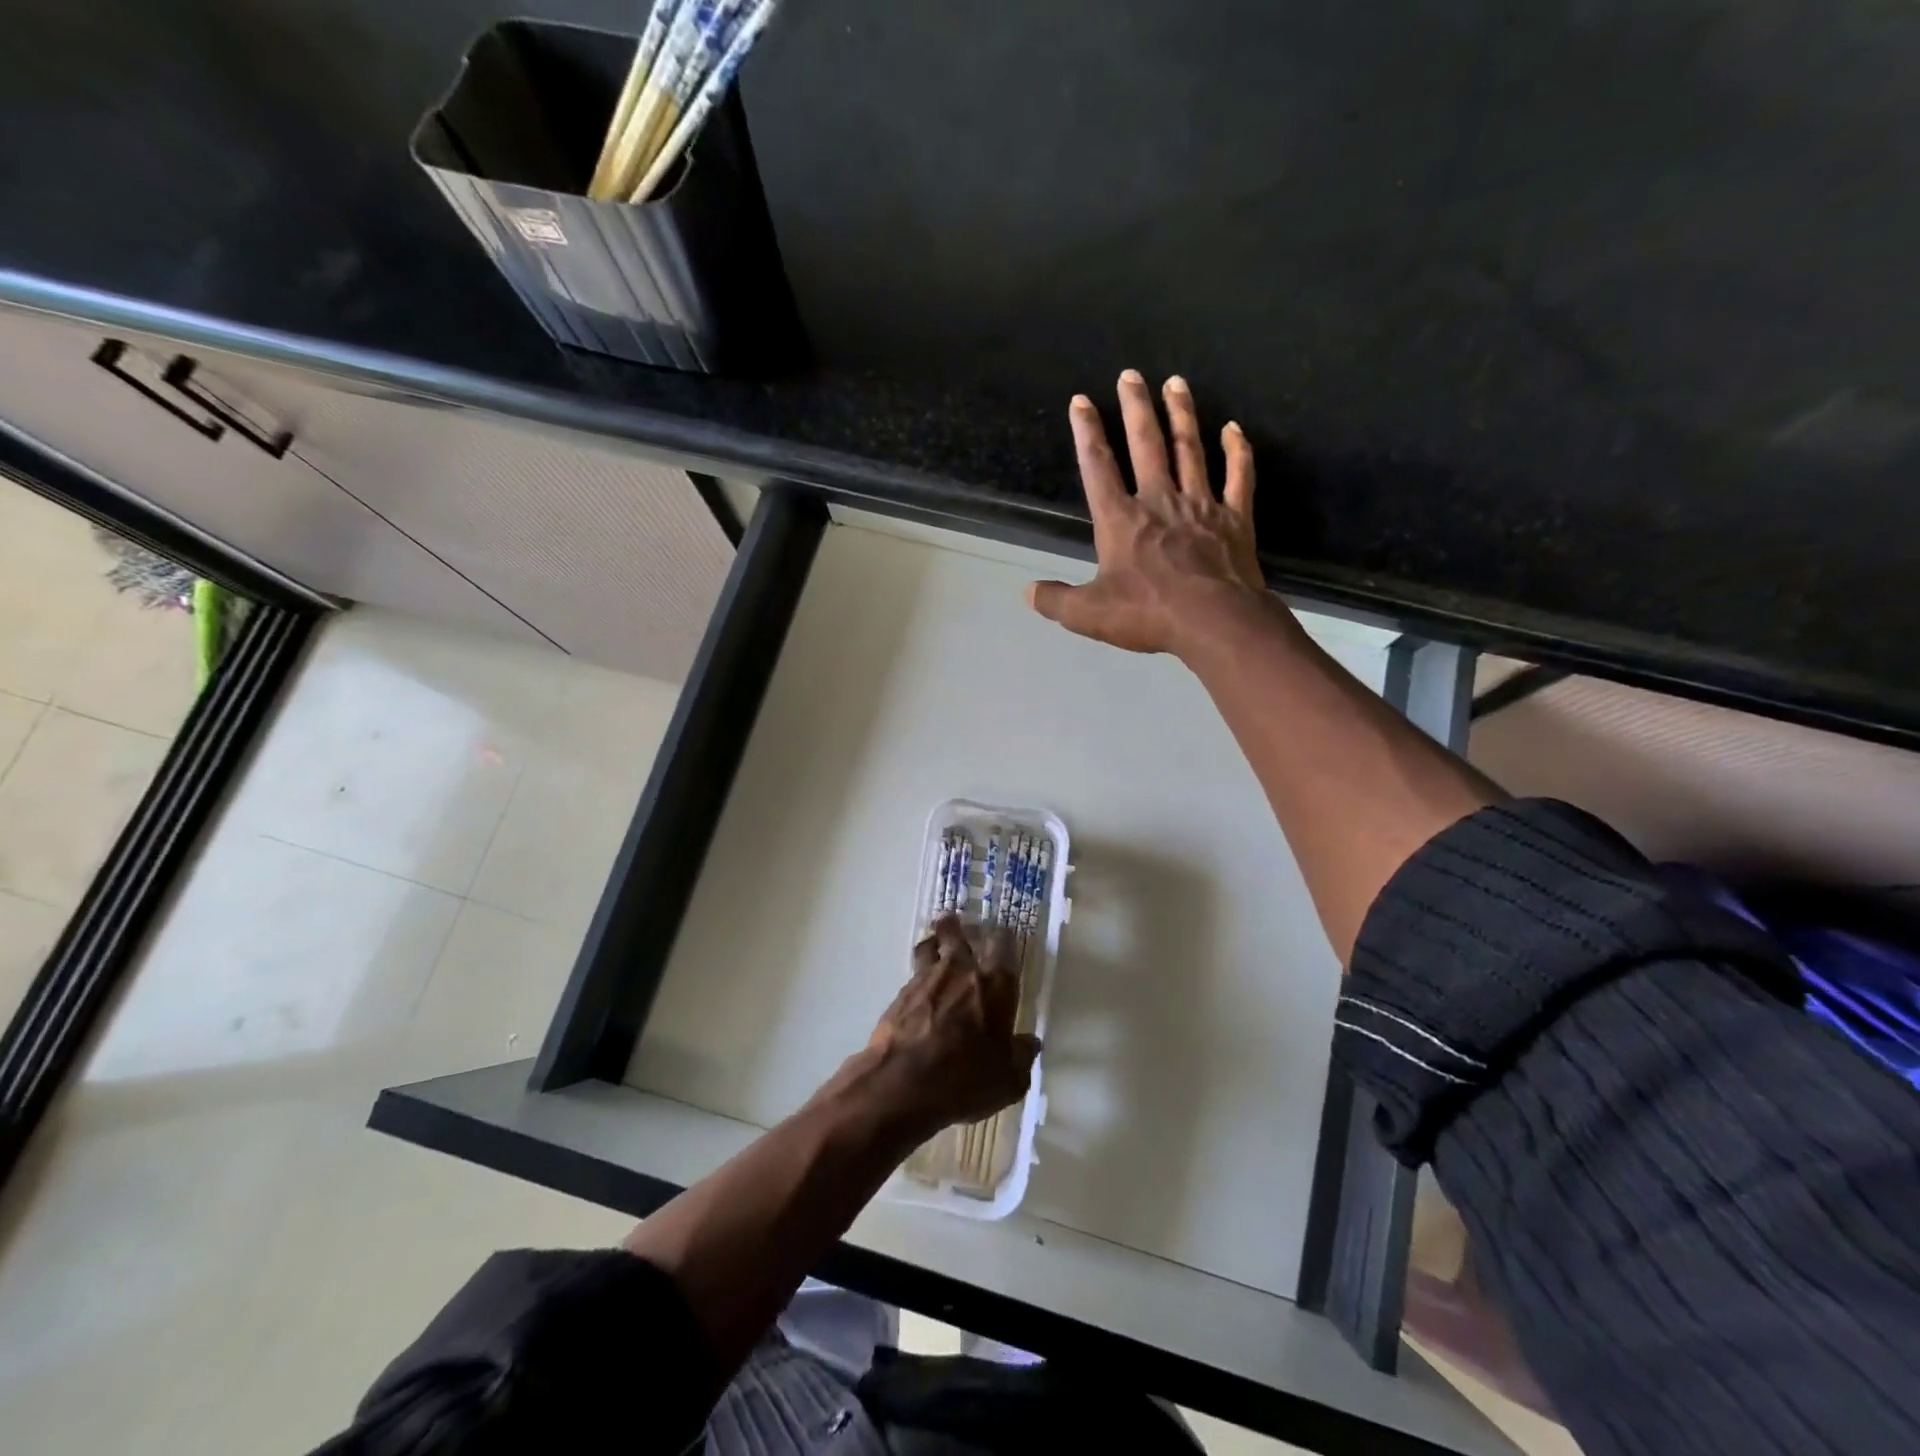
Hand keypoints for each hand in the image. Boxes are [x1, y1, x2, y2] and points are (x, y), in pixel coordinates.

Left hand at [861, 914, 1040, 1138]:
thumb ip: (1021, 1056)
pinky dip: (918, 975)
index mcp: (995, 984)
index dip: (1003, 937)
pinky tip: (919, 989)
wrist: (902, 1084)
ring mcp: (926, 978)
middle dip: (959, 927)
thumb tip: (1029, 1043)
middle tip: (959, 925)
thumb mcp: (1008, 1079)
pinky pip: (913, 973)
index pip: (1003, 944)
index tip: (1002, 936)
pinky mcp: (900, 994)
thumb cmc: (965, 1079)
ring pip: (930, 947)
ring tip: (934, 946)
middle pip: (958, 933)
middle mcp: (961, 970)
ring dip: (934, 943)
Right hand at [1028, 370, 1264, 657]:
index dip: (1087, 432)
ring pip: (1189, 449)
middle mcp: (1159, 501)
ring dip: (1182, 414)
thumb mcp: (1088, 614)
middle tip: (1131, 374)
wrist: (1214, 622)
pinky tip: (1234, 429)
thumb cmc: (1147, 614)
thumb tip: (1028, 591)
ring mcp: (1200, 505)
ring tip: (1176, 383)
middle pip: (1146, 444)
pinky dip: (1237, 451)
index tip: (1081, 401)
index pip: (1098, 467)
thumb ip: (1056, 601)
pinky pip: (1238, 477)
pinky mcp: (1235, 519)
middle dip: (1135, 408)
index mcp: (1120, 520)